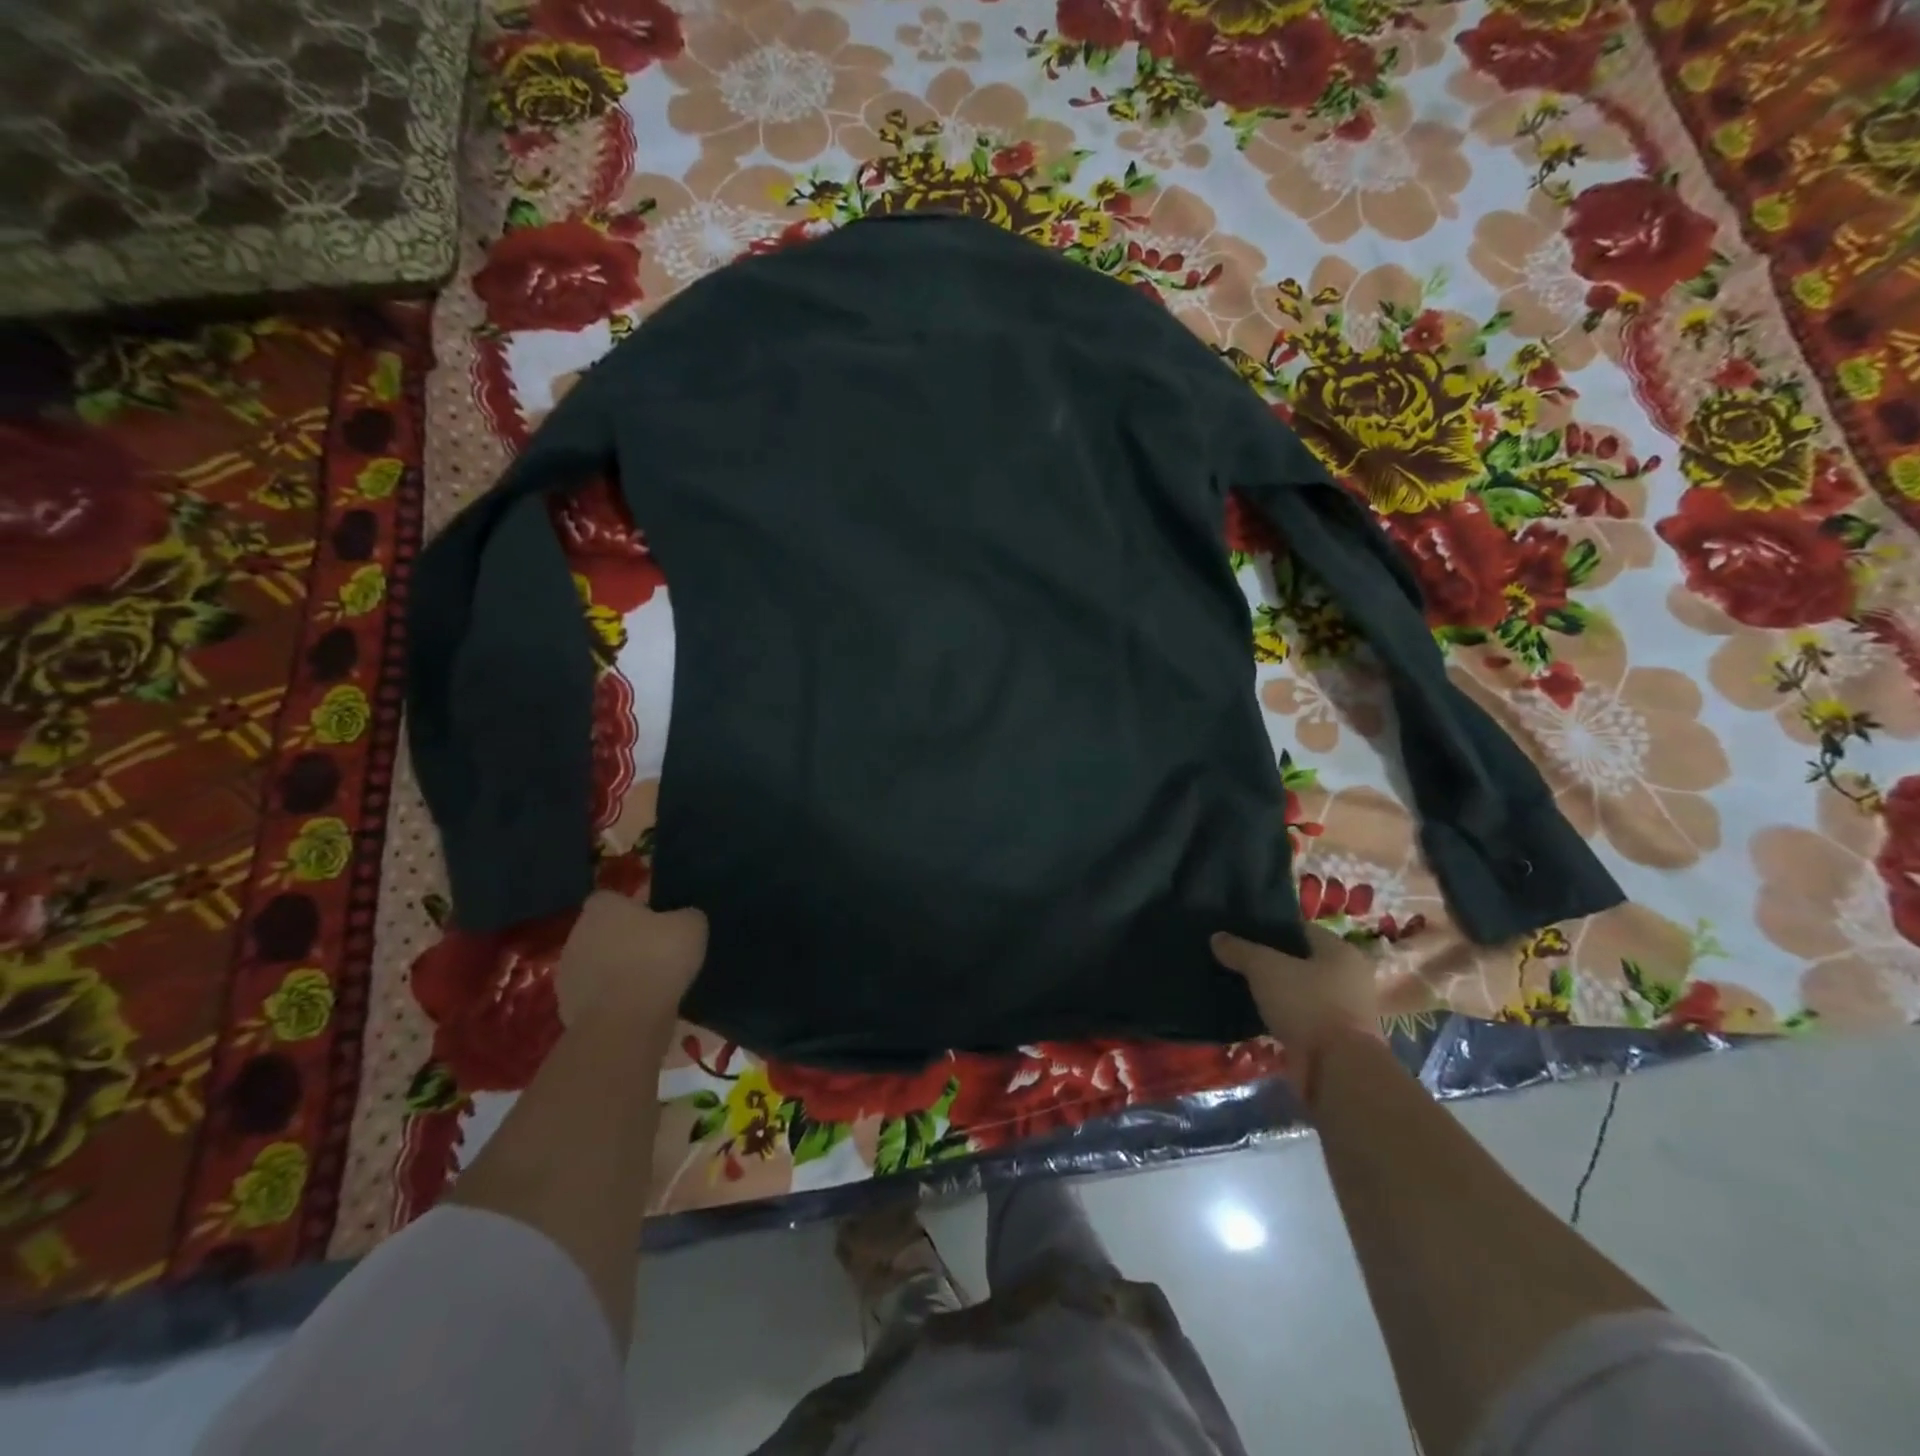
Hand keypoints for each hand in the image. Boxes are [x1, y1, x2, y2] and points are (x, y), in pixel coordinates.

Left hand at [558, 891, 707, 1023]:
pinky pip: (597, 996)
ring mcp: (568, 974)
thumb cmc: (658, 959)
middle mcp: (577, 934)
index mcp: (602, 908)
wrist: (625, 1020)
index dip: (635, 907)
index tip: (658, 920)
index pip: (613, 898)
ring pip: (598, 965)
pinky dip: (613, 1000)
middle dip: (625, 940)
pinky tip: (638, 1008)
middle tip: (657, 952)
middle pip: (603, 932)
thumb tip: (683, 918)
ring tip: (650, 985)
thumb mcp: (691, 926)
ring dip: (617, 971)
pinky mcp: (568, 1008)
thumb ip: (686, 915)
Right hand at [1211, 924, 1381, 1052]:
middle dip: (1271, 962)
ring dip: (1276, 992)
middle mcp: (1349, 978)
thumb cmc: (1307, 1004)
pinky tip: (1254, 1014)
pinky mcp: (1334, 1040)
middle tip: (1238, 959)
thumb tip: (1217, 937)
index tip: (1242, 932)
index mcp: (1341, 952)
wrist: (1337, 1070)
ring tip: (1241, 985)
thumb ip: (1240, 950)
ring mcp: (1345, 1012)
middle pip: (1301, 962)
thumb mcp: (1265, 968)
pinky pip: (1300, 1018)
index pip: (1301, 930)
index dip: (1271, 929)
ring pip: (1300, 992)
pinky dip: (1281, 1016)